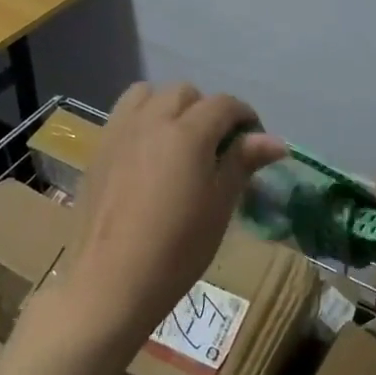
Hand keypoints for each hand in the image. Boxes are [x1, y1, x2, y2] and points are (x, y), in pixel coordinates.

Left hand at [59, 83, 285, 355]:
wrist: (110, 282)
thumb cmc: (177, 249)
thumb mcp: (219, 206)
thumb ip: (242, 163)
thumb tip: (276, 140)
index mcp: (188, 132)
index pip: (224, 104)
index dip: (245, 117)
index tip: (254, 142)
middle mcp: (152, 120)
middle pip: (185, 92)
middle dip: (207, 109)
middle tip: (216, 146)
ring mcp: (120, 131)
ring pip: (149, 94)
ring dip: (169, 106)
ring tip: (178, 140)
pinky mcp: (99, 148)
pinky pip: (124, 114)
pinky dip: (142, 118)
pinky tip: (148, 153)